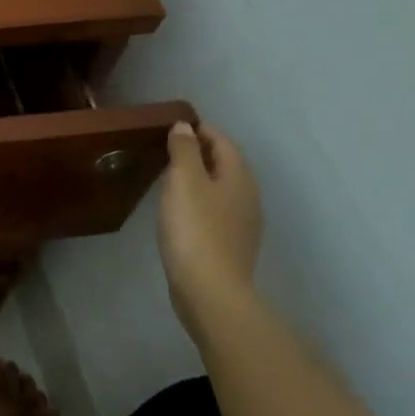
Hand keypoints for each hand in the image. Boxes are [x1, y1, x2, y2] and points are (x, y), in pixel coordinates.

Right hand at [157, 121, 262, 335]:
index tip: (172, 125)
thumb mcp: (183, 180)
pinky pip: (216, 209)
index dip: (199, 129)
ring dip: (199, 176)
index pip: (222, 141)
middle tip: (167, 147)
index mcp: (239, 177)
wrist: (210, 290)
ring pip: (221, 187)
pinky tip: (180, 208)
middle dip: (199, 151)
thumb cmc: (195, 228)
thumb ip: (183, 150)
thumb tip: (185, 127)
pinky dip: (199, 199)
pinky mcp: (231, 244)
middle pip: (225, 163)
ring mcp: (243, 223)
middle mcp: (247, 196)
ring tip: (169, 175)